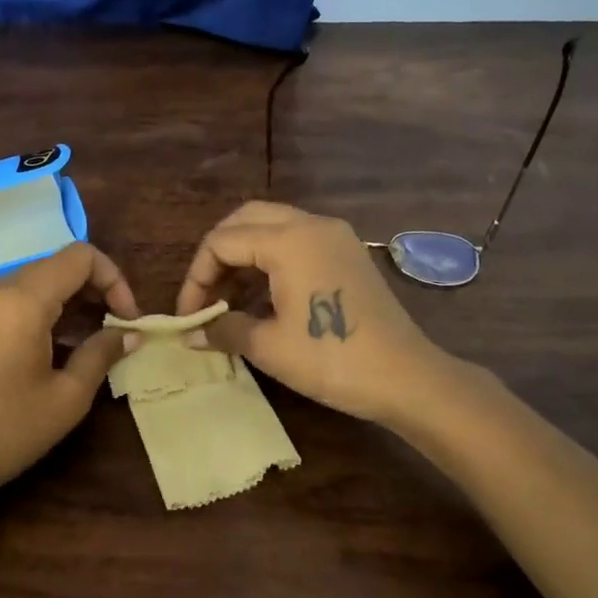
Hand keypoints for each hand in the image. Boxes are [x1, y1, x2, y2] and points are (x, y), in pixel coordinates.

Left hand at [0, 242, 137, 494]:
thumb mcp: (68, 397)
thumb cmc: (7, 429)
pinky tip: (52, 344)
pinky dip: (40, 309)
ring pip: (34, 281)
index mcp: (23, 300)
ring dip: (68, 300)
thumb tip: (131, 334)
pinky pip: (11, 299)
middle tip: (114, 329)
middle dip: (93, 289)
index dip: (114, 279)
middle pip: (56, 265)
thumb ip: (102, 353)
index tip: (126, 319)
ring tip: (88, 339)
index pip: (80, 256)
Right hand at [173, 202, 447, 425]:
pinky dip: (270, 260)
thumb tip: (191, 334)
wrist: (407, 378)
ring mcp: (335, 236)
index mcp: (289, 240)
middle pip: (245, 220)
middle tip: (206, 295)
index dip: (196, 278)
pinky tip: (262, 298)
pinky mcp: (348, 253)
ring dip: (243, 256)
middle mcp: (311, 224)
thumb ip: (223, 329)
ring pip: (272, 226)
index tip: (190, 316)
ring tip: (228, 301)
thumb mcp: (269, 347)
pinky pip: (296, 241)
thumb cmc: (333, 360)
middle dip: (217, 255)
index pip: (221, 242)